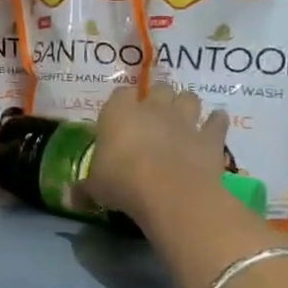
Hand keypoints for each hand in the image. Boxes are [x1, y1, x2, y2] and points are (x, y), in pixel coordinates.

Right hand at [86, 82, 228, 220]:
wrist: (171, 193)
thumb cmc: (123, 182)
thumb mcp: (96, 188)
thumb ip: (84, 189)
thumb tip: (70, 199)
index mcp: (118, 113)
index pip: (120, 94)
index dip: (122, 103)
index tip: (120, 116)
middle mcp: (152, 108)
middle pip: (159, 89)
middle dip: (158, 98)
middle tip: (154, 116)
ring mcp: (184, 120)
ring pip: (189, 98)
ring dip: (186, 104)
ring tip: (183, 117)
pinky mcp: (210, 137)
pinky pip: (217, 122)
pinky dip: (216, 122)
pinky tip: (215, 125)